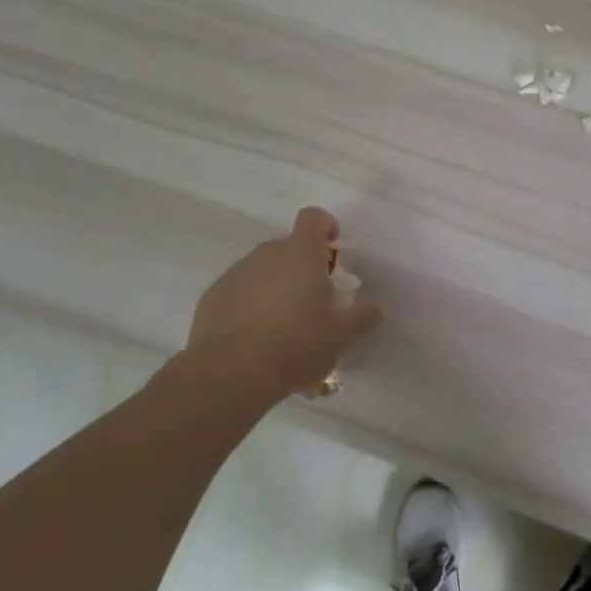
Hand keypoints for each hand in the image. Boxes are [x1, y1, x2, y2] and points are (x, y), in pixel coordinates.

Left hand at [163, 207, 383, 400]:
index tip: (333, 245)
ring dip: (276, 286)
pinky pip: (239, 291)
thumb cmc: (296, 343)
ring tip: (284, 324)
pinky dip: (250, 304)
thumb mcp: (340, 335)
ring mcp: (236, 273)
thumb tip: (377, 310)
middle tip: (313, 300)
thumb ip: (361, 318)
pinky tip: (256, 337)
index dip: (325, 225)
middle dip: (302, 266)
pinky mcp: (212, 297)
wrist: (231, 372)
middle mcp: (267, 254)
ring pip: (262, 269)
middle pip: (288, 247)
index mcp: (301, 254)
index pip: (313, 218)